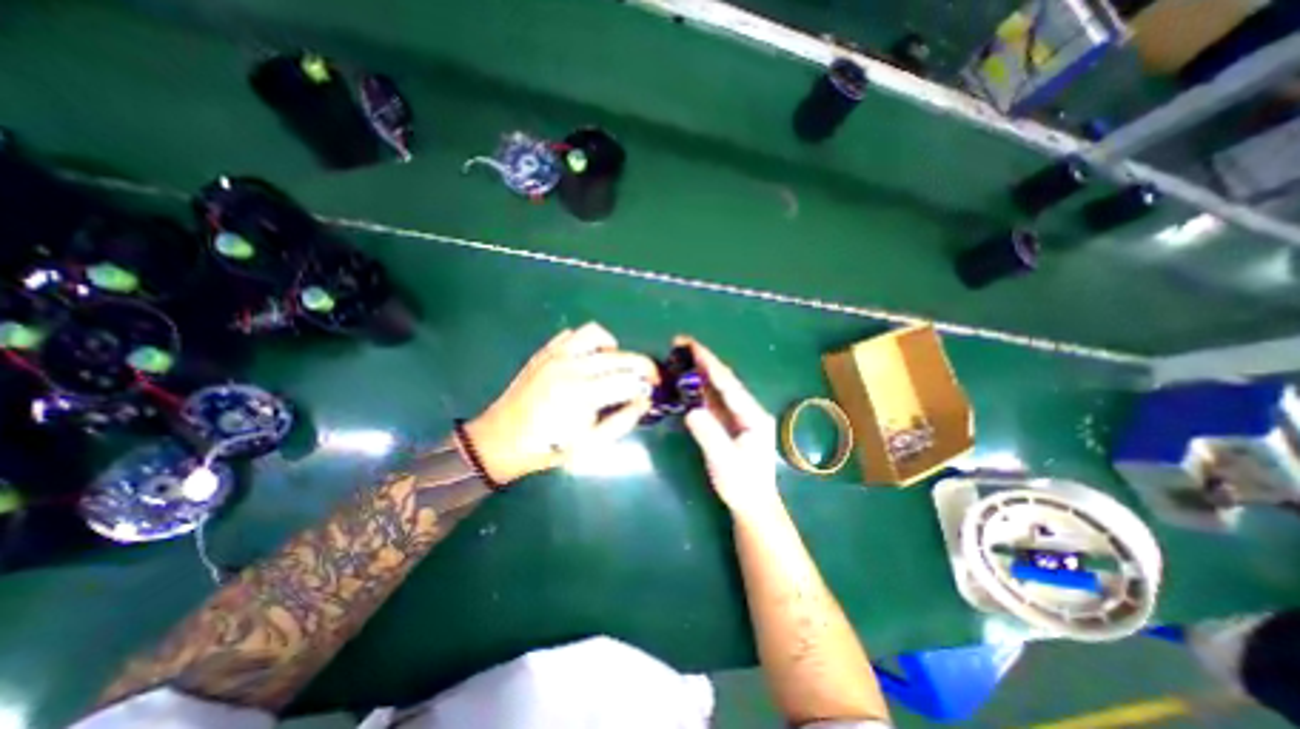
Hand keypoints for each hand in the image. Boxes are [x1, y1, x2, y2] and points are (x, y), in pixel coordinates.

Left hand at [466, 322, 653, 482]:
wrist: (501, 440)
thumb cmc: (548, 448)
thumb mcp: (589, 445)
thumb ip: (621, 422)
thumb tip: (644, 401)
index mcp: (582, 394)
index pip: (629, 379)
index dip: (648, 383)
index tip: (654, 389)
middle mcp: (571, 367)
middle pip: (619, 356)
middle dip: (641, 365)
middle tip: (647, 377)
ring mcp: (554, 355)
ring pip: (595, 333)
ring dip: (613, 347)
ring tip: (614, 364)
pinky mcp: (544, 352)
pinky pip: (571, 335)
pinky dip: (587, 343)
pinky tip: (588, 360)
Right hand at [680, 336, 779, 517]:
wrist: (753, 504)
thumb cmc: (742, 486)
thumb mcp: (725, 463)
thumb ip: (709, 435)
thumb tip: (691, 410)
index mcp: (753, 416)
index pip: (729, 385)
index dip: (710, 364)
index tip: (692, 346)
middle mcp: (748, 410)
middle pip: (724, 380)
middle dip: (704, 360)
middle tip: (681, 343)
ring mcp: (739, 416)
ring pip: (718, 387)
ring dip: (701, 370)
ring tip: (681, 354)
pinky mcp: (729, 423)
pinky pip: (713, 400)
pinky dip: (700, 387)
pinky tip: (688, 379)